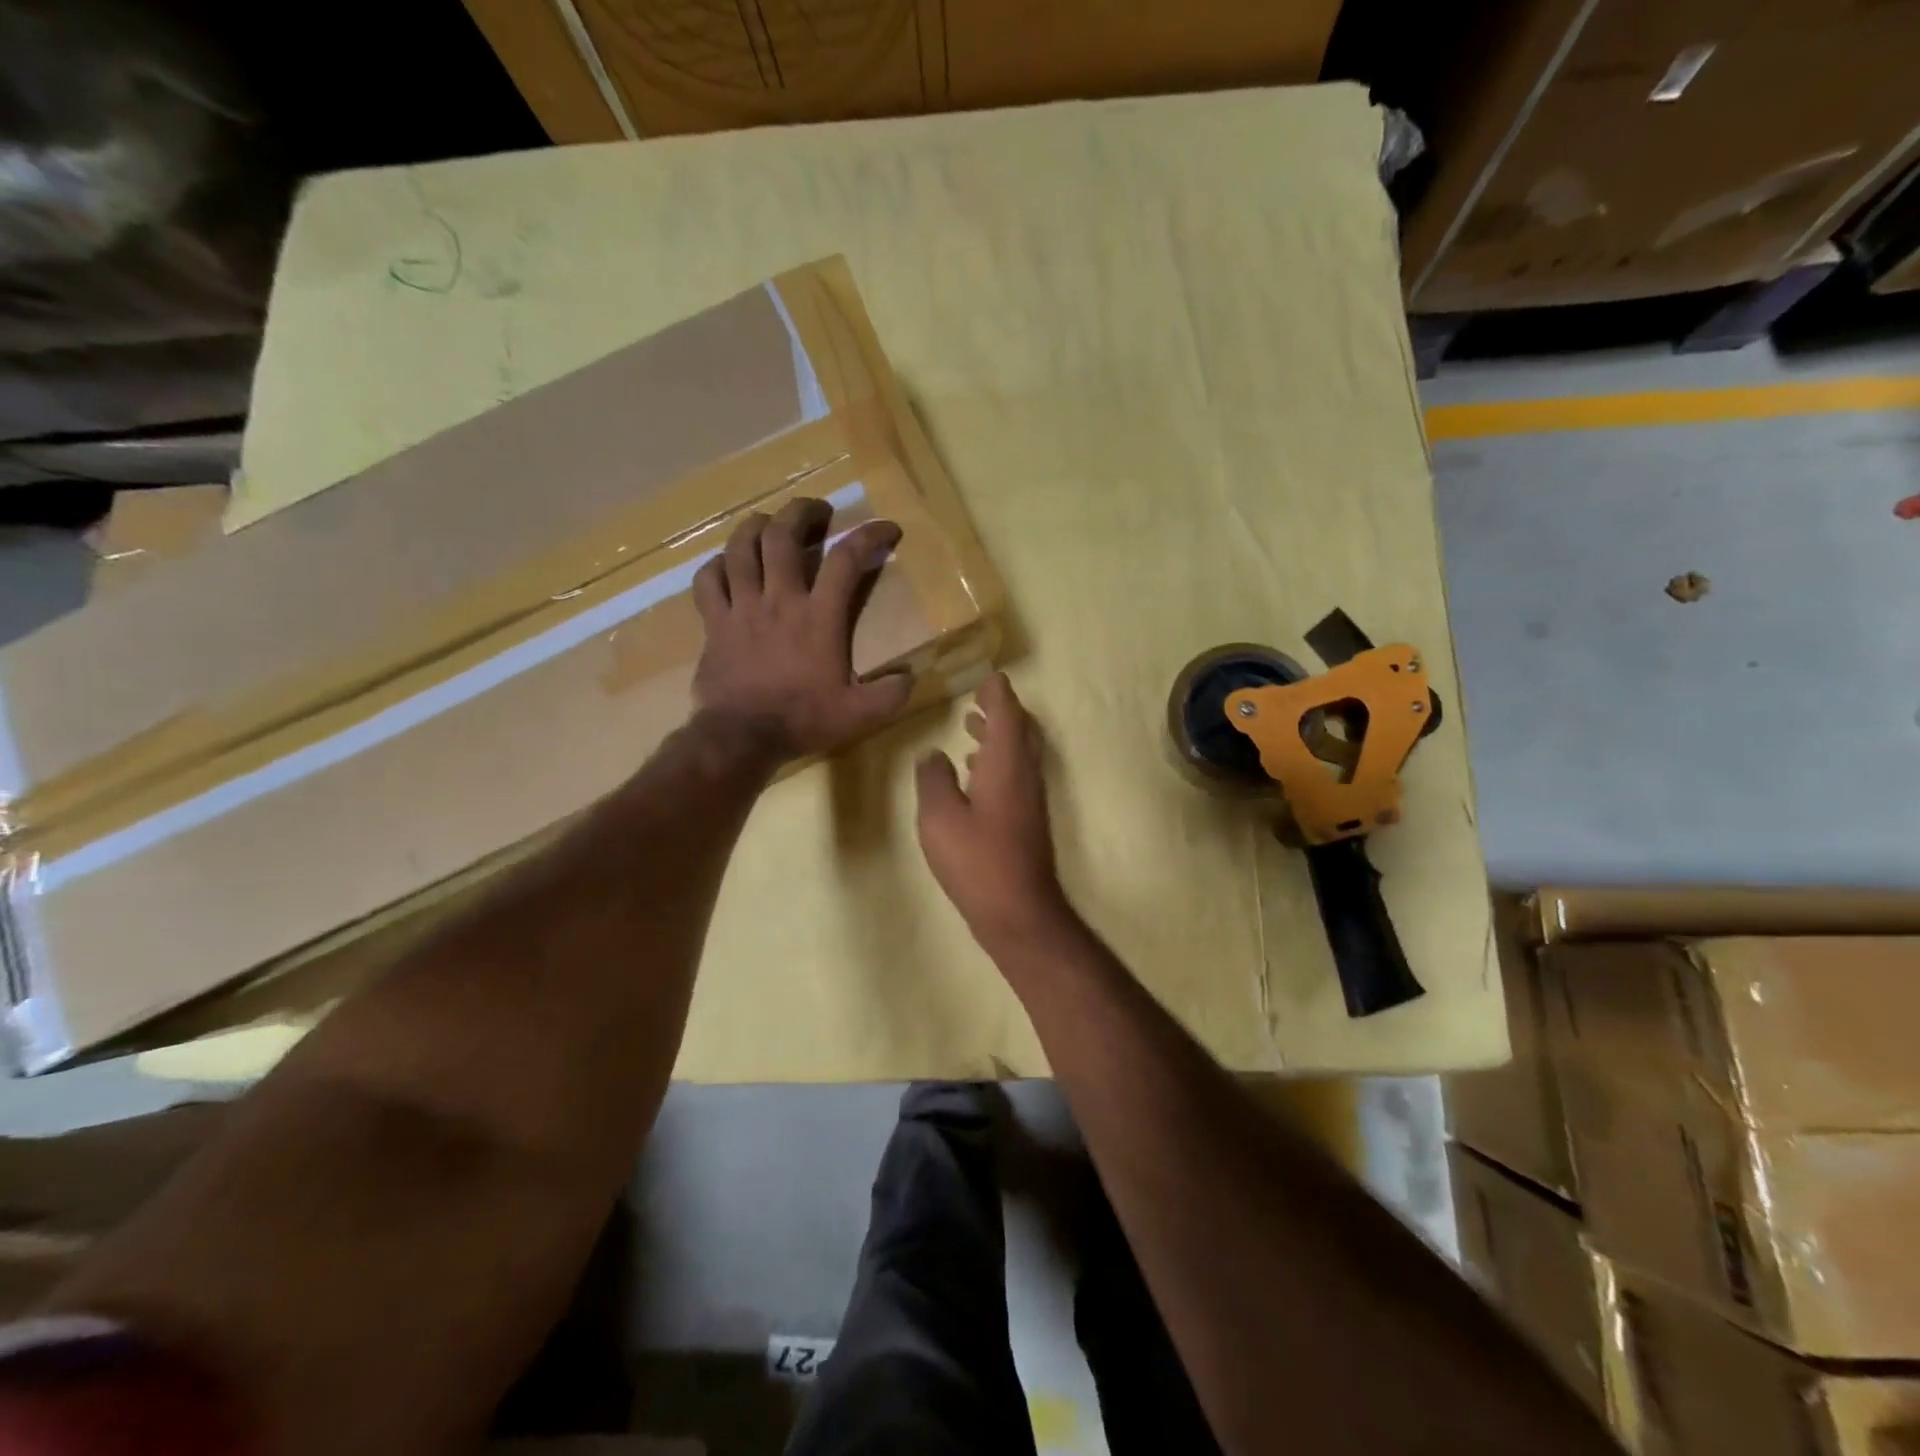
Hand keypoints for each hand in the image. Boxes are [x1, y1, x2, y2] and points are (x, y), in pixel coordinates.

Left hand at [692, 497, 911, 762]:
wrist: (742, 737)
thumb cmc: (803, 720)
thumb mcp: (859, 713)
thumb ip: (890, 694)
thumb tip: (910, 678)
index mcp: (819, 617)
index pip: (847, 560)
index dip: (870, 536)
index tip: (887, 528)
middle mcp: (779, 600)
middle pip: (783, 536)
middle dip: (801, 512)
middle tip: (817, 510)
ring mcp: (742, 608)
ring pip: (741, 548)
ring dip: (755, 527)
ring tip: (768, 522)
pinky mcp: (714, 623)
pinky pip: (708, 580)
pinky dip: (717, 565)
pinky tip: (726, 565)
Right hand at [915, 672, 1068, 945]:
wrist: (1019, 912)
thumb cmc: (977, 860)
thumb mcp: (939, 817)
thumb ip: (933, 779)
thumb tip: (932, 754)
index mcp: (1007, 764)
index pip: (1007, 714)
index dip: (998, 693)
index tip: (988, 677)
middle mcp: (1025, 775)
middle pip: (1020, 730)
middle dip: (1001, 710)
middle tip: (979, 698)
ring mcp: (1030, 799)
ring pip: (1018, 754)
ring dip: (998, 735)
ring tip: (971, 726)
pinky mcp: (1027, 821)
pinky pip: (1016, 775)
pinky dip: (998, 761)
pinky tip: (974, 774)